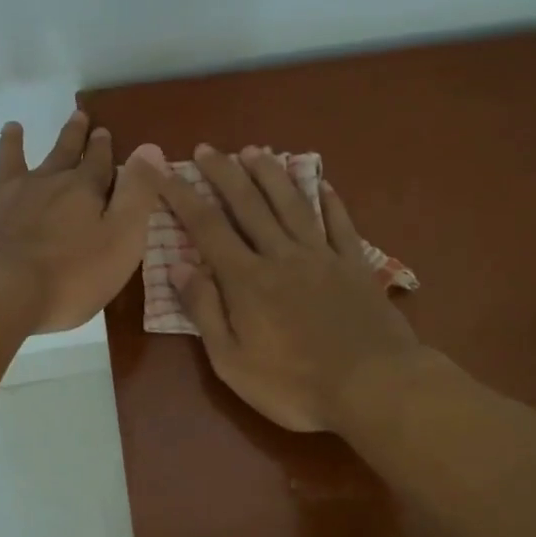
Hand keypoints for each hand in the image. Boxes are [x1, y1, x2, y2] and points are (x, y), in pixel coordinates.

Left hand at [0, 111, 166, 333]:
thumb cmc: (70, 275)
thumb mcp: (122, 237)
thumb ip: (138, 194)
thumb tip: (150, 149)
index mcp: (79, 191)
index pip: (97, 163)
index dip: (102, 148)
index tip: (103, 130)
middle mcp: (40, 187)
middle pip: (58, 155)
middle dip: (71, 137)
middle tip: (77, 115)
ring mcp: (0, 204)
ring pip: (8, 166)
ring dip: (12, 147)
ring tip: (12, 127)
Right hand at [160, 145, 423, 431]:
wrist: (374, 387)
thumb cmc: (295, 385)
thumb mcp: (232, 361)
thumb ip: (205, 311)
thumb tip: (179, 266)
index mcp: (246, 279)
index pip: (206, 227)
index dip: (181, 195)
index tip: (161, 169)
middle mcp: (282, 255)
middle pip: (248, 204)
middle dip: (223, 173)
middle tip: (206, 149)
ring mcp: (322, 256)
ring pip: (292, 204)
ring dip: (270, 174)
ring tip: (254, 151)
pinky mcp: (355, 265)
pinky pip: (339, 223)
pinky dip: (329, 200)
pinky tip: (321, 183)